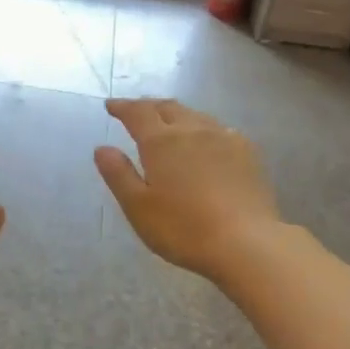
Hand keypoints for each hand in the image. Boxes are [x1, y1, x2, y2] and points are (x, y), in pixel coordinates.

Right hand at [95, 99, 280, 281]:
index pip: (137, 113)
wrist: (246, 242)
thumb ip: (118, 174)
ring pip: (195, 116)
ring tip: (168, 124)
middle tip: (136, 111)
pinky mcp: (247, 152)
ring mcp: (225, 138)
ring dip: (176, 115)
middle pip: (168, 108)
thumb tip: (102, 148)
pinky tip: (205, 142)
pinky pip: (218, 129)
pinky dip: (202, 129)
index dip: (122, 107)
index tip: (111, 106)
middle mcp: (193, 130)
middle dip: (149, 106)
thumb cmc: (183, 228)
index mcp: (162, 142)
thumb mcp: (138, 207)